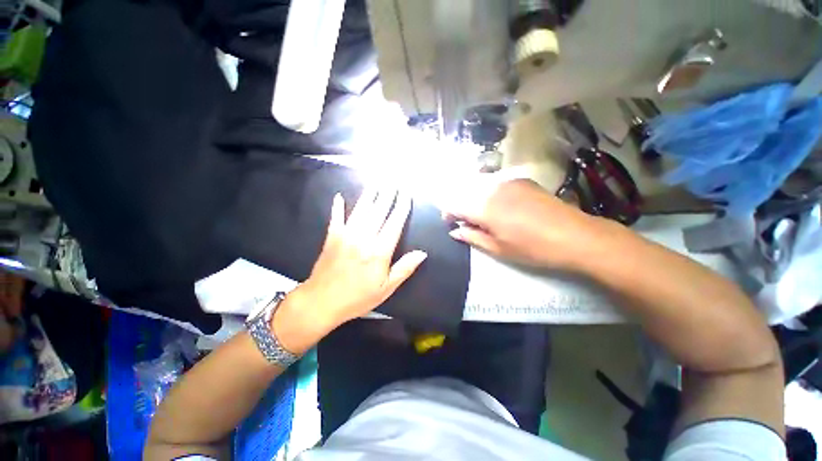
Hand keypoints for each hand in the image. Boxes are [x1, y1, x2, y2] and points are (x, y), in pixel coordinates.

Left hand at [273, 188, 426, 352]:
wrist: (322, 302)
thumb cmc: (358, 297)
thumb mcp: (386, 288)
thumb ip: (404, 269)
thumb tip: (422, 253)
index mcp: (379, 251)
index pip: (394, 223)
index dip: (401, 207)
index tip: (406, 194)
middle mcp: (364, 238)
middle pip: (379, 211)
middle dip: (387, 195)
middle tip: (393, 181)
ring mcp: (346, 235)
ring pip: (361, 210)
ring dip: (369, 195)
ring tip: (376, 182)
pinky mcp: (332, 236)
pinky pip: (336, 217)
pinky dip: (338, 206)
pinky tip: (339, 196)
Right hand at [443, 179, 595, 267]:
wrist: (575, 235)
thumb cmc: (532, 248)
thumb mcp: (498, 248)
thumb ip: (472, 237)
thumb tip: (454, 231)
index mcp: (484, 207)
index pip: (454, 204)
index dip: (448, 213)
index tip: (450, 223)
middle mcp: (492, 189)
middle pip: (465, 193)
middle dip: (461, 207)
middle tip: (468, 224)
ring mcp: (508, 182)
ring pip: (480, 188)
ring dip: (476, 201)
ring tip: (486, 217)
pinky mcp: (522, 181)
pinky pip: (496, 185)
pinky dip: (490, 195)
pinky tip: (503, 208)